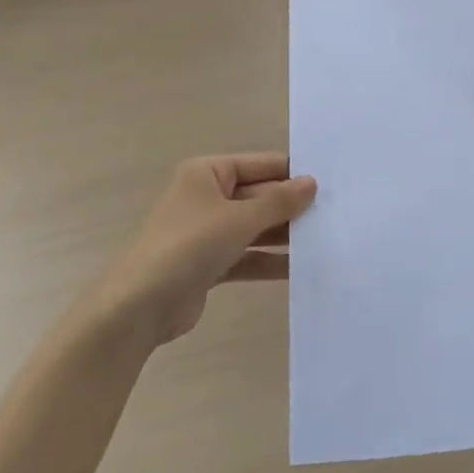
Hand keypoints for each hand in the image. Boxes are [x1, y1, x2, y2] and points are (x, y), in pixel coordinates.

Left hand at [102, 153, 316, 345]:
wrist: (138, 308)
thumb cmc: (188, 247)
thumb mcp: (239, 218)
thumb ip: (279, 201)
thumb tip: (312, 183)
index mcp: (208, 173)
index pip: (261, 165)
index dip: (293, 173)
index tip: (331, 182)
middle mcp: (208, 197)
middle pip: (260, 196)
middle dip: (292, 207)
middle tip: (335, 214)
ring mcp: (208, 232)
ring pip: (256, 227)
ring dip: (285, 235)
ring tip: (325, 240)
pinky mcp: (209, 264)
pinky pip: (248, 255)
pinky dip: (270, 260)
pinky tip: (301, 268)